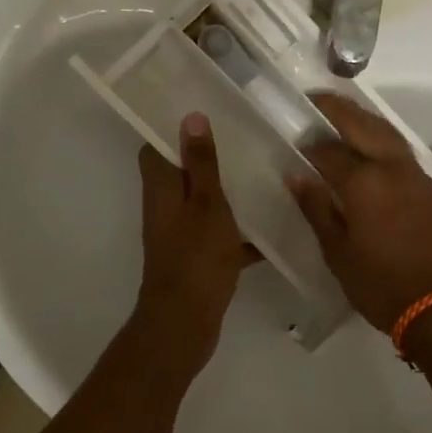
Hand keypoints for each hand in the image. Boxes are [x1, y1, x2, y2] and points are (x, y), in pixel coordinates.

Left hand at [134, 113, 254, 371]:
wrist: (185, 323)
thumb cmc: (196, 257)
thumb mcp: (206, 204)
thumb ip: (201, 163)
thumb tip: (190, 116)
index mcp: (161, 188)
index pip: (155, 146)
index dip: (173, 127)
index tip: (203, 109)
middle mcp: (166, 207)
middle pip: (183, 172)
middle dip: (210, 156)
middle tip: (246, 136)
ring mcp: (182, 234)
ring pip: (206, 203)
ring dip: (230, 191)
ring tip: (266, 171)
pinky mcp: (199, 257)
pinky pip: (222, 234)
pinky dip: (243, 230)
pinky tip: (276, 223)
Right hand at [288, 94, 431, 333]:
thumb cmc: (382, 286)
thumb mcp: (338, 253)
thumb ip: (317, 209)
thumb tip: (296, 175)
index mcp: (365, 183)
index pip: (329, 151)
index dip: (310, 144)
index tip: (295, 140)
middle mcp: (393, 169)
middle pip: (364, 126)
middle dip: (339, 109)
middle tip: (317, 100)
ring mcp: (419, 178)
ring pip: (389, 135)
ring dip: (365, 121)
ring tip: (344, 118)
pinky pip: (404, 155)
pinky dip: (384, 142)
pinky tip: (373, 153)